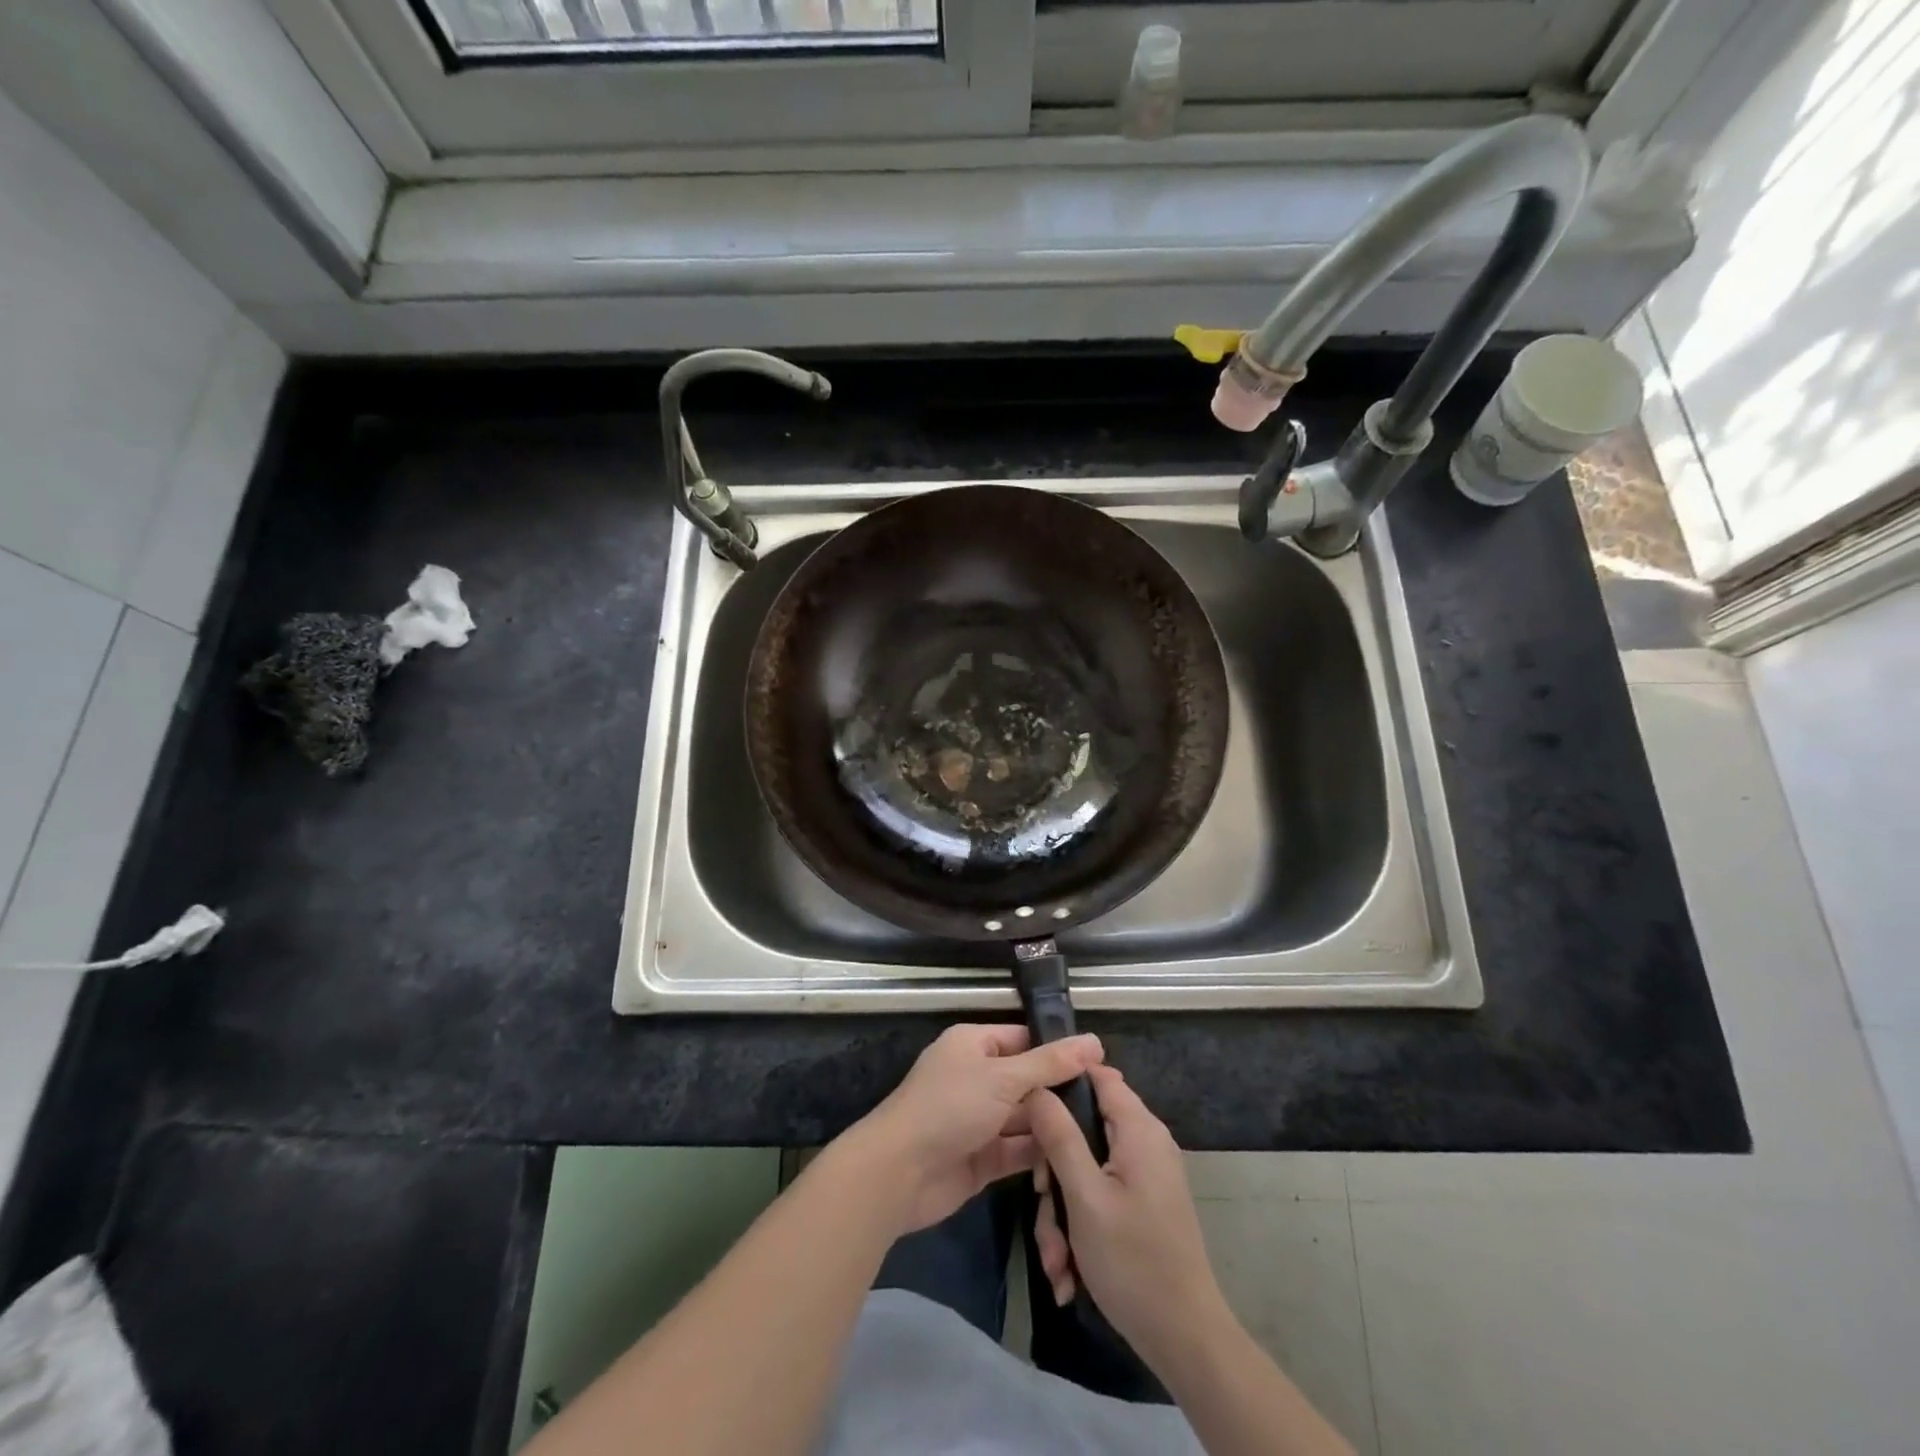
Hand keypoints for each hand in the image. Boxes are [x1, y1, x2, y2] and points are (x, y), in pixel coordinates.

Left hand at [842, 1024, 1103, 1236]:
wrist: (900, 1173)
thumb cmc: (950, 1107)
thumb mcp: (1004, 1078)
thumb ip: (1050, 1064)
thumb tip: (1094, 1041)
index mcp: (973, 1045)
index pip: (1023, 1039)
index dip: (1058, 1049)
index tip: (1101, 1063)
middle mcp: (976, 1078)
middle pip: (1026, 1080)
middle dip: (1060, 1092)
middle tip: (1109, 1102)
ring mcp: (978, 1120)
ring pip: (1024, 1118)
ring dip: (1053, 1125)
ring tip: (1102, 1133)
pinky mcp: (981, 1158)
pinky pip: (1017, 1151)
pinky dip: (1040, 1154)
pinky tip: (1077, 1160)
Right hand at [1028, 1065, 1228, 1365]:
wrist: (1185, 1340)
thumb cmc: (1133, 1261)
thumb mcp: (1084, 1196)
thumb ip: (1059, 1136)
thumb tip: (1038, 1085)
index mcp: (1139, 1129)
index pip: (1097, 1074)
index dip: (1060, 1082)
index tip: (1027, 1108)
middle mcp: (1146, 1142)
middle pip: (1084, 1129)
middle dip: (1055, 1172)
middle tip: (1043, 1206)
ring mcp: (1146, 1175)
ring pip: (1086, 1170)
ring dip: (1063, 1212)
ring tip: (1057, 1260)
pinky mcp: (1143, 1204)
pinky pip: (1100, 1195)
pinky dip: (1081, 1227)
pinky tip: (1070, 1271)